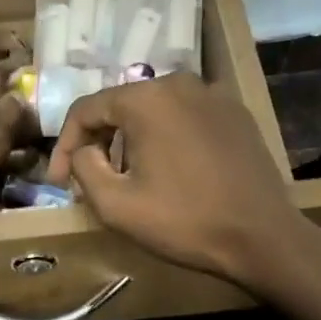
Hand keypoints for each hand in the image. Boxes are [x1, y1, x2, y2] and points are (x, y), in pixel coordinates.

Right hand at [45, 74, 320, 292]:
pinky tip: (169, 171)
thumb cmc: (183, 220)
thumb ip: (83, 167)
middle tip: (90, 180)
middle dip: (98, 142)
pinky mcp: (236, 113)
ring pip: (153, 111)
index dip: (63, 145)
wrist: (262, 236)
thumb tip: (83, 150)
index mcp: (146, 99)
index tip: (58, 181)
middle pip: (120, 106)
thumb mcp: (115, 204)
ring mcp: (213, 95)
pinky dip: (166, 138)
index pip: (85, 109)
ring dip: (131, 140)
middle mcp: (179, 83)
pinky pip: (185, 118)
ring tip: (128, 178)